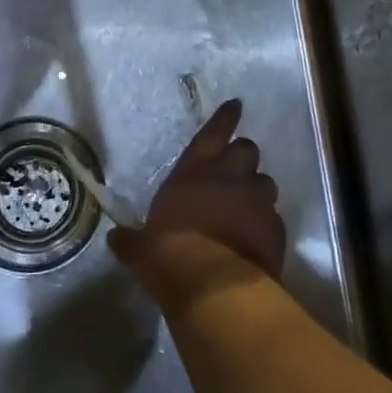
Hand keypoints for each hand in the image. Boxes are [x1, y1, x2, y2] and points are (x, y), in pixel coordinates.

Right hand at [110, 100, 286, 294]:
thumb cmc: (169, 255)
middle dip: (243, 158)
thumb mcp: (142, 248)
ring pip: (266, 182)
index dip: (225, 118)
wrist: (214, 287)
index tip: (236, 105)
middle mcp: (229, 177)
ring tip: (247, 207)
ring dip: (256, 191)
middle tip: (234, 172)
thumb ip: (131, 239)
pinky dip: (266, 223)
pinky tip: (256, 238)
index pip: (213, 133)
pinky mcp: (276, 229)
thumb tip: (116, 239)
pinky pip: (274, 217)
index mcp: (194, 171)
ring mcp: (257, 201)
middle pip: (247, 150)